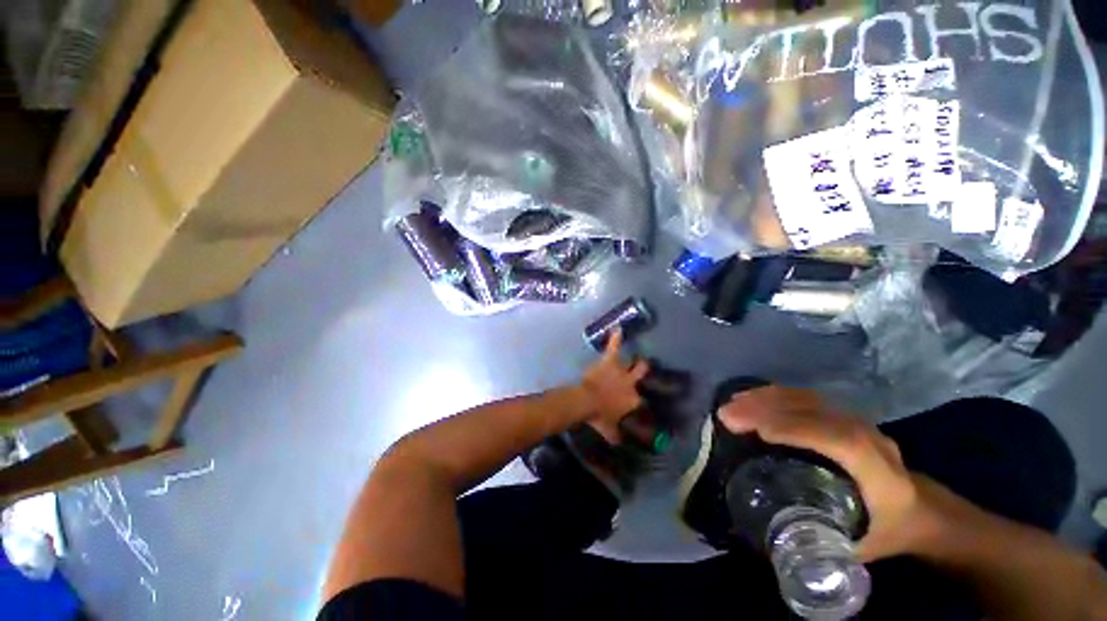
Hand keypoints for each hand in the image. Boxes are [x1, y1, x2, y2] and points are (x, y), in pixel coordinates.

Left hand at [579, 330, 648, 434]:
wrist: (587, 401)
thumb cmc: (598, 416)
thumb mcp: (608, 430)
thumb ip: (615, 436)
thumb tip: (619, 444)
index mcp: (632, 400)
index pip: (641, 399)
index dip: (641, 399)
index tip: (641, 399)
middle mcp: (631, 384)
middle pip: (642, 373)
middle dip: (644, 370)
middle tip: (644, 367)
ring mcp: (621, 371)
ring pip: (633, 362)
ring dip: (634, 359)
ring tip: (638, 354)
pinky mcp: (610, 361)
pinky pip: (614, 346)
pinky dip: (616, 337)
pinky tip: (618, 328)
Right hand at [718, 385, 933, 561]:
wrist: (921, 510)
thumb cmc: (886, 533)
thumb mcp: (854, 548)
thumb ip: (813, 544)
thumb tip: (759, 539)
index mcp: (878, 472)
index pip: (839, 441)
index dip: (797, 431)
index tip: (755, 431)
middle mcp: (868, 437)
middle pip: (815, 411)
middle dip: (766, 409)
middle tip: (726, 414)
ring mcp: (856, 420)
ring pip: (807, 399)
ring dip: (765, 398)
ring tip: (732, 403)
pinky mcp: (842, 414)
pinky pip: (805, 398)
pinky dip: (774, 395)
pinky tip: (753, 399)